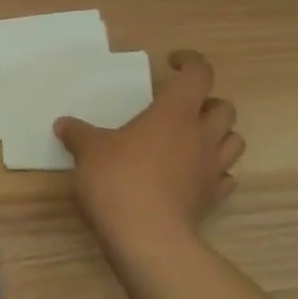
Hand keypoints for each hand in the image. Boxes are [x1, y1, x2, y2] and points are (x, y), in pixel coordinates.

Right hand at [54, 50, 243, 249]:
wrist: (146, 237)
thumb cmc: (118, 180)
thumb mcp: (88, 151)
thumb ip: (78, 134)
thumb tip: (63, 123)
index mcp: (174, 113)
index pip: (199, 74)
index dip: (190, 62)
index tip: (171, 62)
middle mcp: (201, 135)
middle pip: (224, 108)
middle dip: (207, 103)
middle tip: (179, 109)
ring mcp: (211, 169)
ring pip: (234, 141)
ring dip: (218, 135)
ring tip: (192, 140)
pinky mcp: (213, 199)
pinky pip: (225, 178)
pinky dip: (215, 171)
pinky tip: (194, 176)